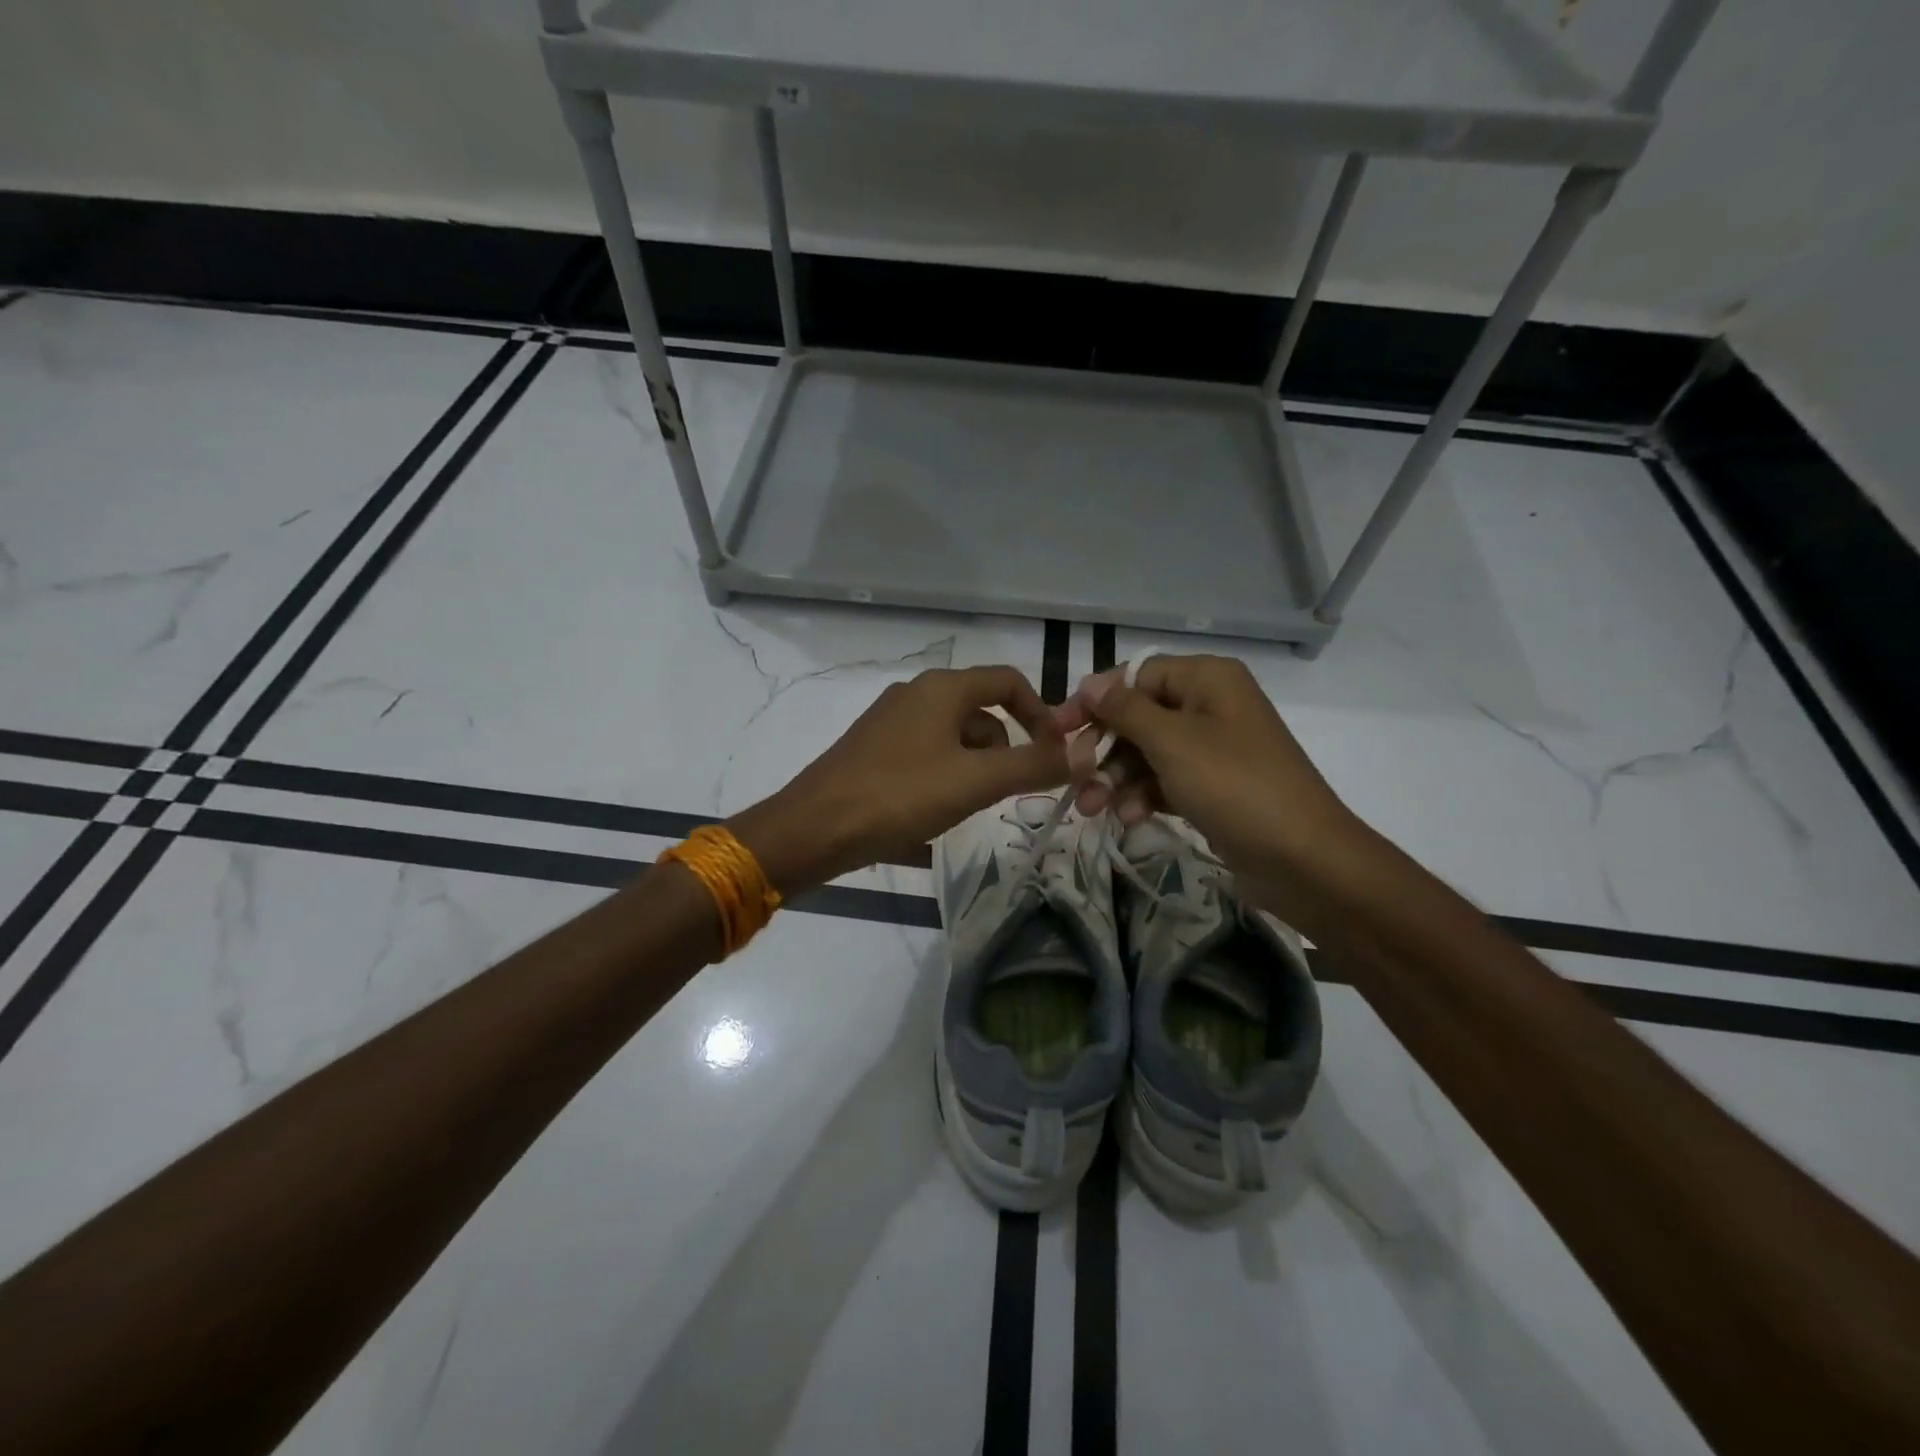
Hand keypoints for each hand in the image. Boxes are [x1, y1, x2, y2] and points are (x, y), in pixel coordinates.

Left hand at [730, 665, 1076, 891]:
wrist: (813, 828)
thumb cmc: (898, 796)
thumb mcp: (975, 782)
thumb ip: (1033, 766)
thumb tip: (1087, 752)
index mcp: (942, 688)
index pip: (1009, 682)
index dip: (1041, 714)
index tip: (1056, 754)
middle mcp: (916, 693)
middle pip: (983, 711)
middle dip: (1006, 749)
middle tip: (1006, 792)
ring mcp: (891, 721)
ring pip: (955, 736)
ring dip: (975, 767)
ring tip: (967, 807)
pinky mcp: (874, 749)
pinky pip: (928, 753)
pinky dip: (946, 775)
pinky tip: (935, 811)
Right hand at [1054, 654, 1357, 876]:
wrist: (1305, 861)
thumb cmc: (1235, 787)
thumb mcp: (1173, 742)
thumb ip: (1125, 710)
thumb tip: (1090, 683)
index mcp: (1207, 680)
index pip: (1135, 676)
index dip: (1095, 701)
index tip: (1059, 729)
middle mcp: (1210, 706)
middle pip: (1137, 717)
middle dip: (1103, 749)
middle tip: (1076, 776)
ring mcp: (1212, 750)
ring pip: (1146, 754)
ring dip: (1116, 779)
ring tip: (1092, 809)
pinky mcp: (1212, 788)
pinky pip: (1164, 781)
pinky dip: (1142, 796)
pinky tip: (1129, 818)